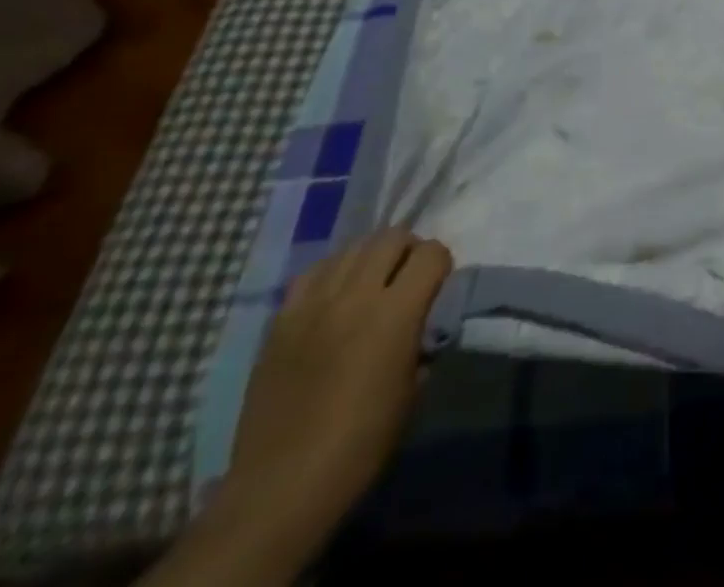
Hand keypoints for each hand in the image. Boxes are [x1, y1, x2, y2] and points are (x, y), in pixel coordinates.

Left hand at [208, 228, 452, 563]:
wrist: (282, 485)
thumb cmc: (361, 443)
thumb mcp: (413, 389)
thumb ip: (421, 340)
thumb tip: (422, 322)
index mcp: (396, 313)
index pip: (431, 253)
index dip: (441, 263)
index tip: (439, 283)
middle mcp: (356, 295)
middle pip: (391, 237)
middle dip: (408, 249)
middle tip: (407, 276)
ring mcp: (314, 304)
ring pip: (352, 247)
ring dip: (371, 256)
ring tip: (371, 282)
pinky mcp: (282, 320)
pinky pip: (314, 272)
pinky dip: (333, 272)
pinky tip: (335, 295)